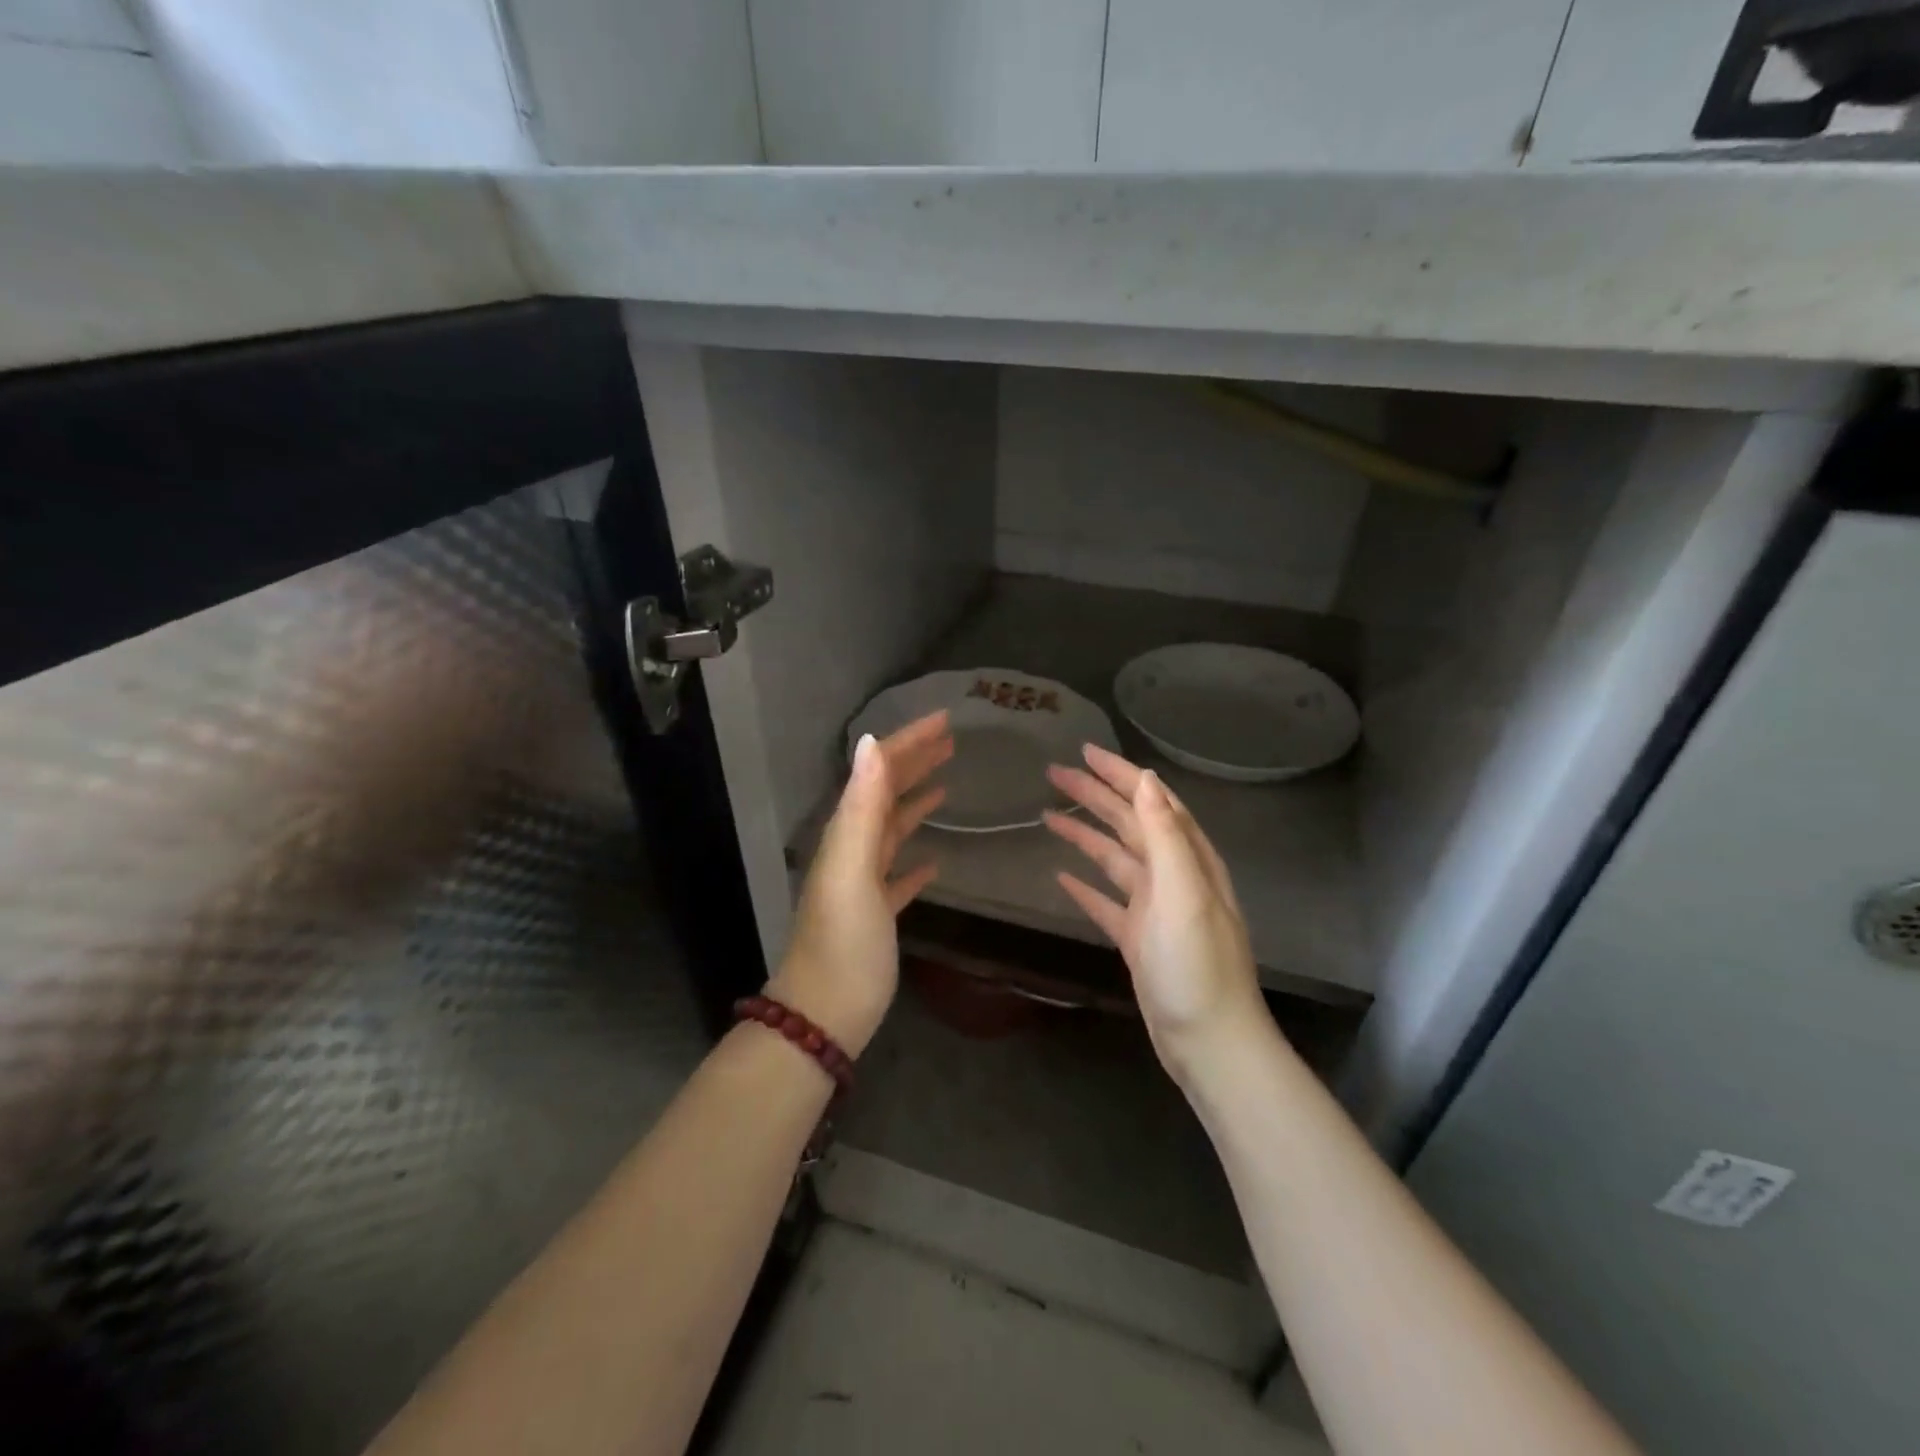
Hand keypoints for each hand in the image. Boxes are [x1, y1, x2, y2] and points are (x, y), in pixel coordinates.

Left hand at [770, 710, 952, 1056]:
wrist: (824, 1014)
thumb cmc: (843, 941)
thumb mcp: (853, 868)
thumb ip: (862, 807)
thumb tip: (871, 742)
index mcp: (847, 834)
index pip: (878, 773)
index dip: (908, 743)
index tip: (943, 720)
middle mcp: (852, 850)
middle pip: (885, 794)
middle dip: (915, 763)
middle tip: (951, 741)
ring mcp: (863, 884)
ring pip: (892, 830)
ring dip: (916, 802)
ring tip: (947, 784)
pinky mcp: (876, 914)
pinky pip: (897, 874)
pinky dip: (915, 860)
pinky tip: (935, 862)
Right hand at [1044, 745, 1267, 1081]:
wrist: (1208, 1040)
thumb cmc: (1197, 963)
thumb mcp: (1184, 892)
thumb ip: (1166, 834)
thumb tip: (1146, 779)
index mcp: (1188, 858)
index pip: (1151, 800)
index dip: (1119, 774)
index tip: (1084, 752)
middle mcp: (1173, 875)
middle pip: (1128, 823)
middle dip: (1094, 796)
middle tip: (1053, 774)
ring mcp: (1154, 908)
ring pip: (1114, 858)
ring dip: (1084, 834)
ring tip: (1048, 815)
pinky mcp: (1138, 938)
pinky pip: (1106, 900)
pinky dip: (1085, 885)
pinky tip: (1061, 876)